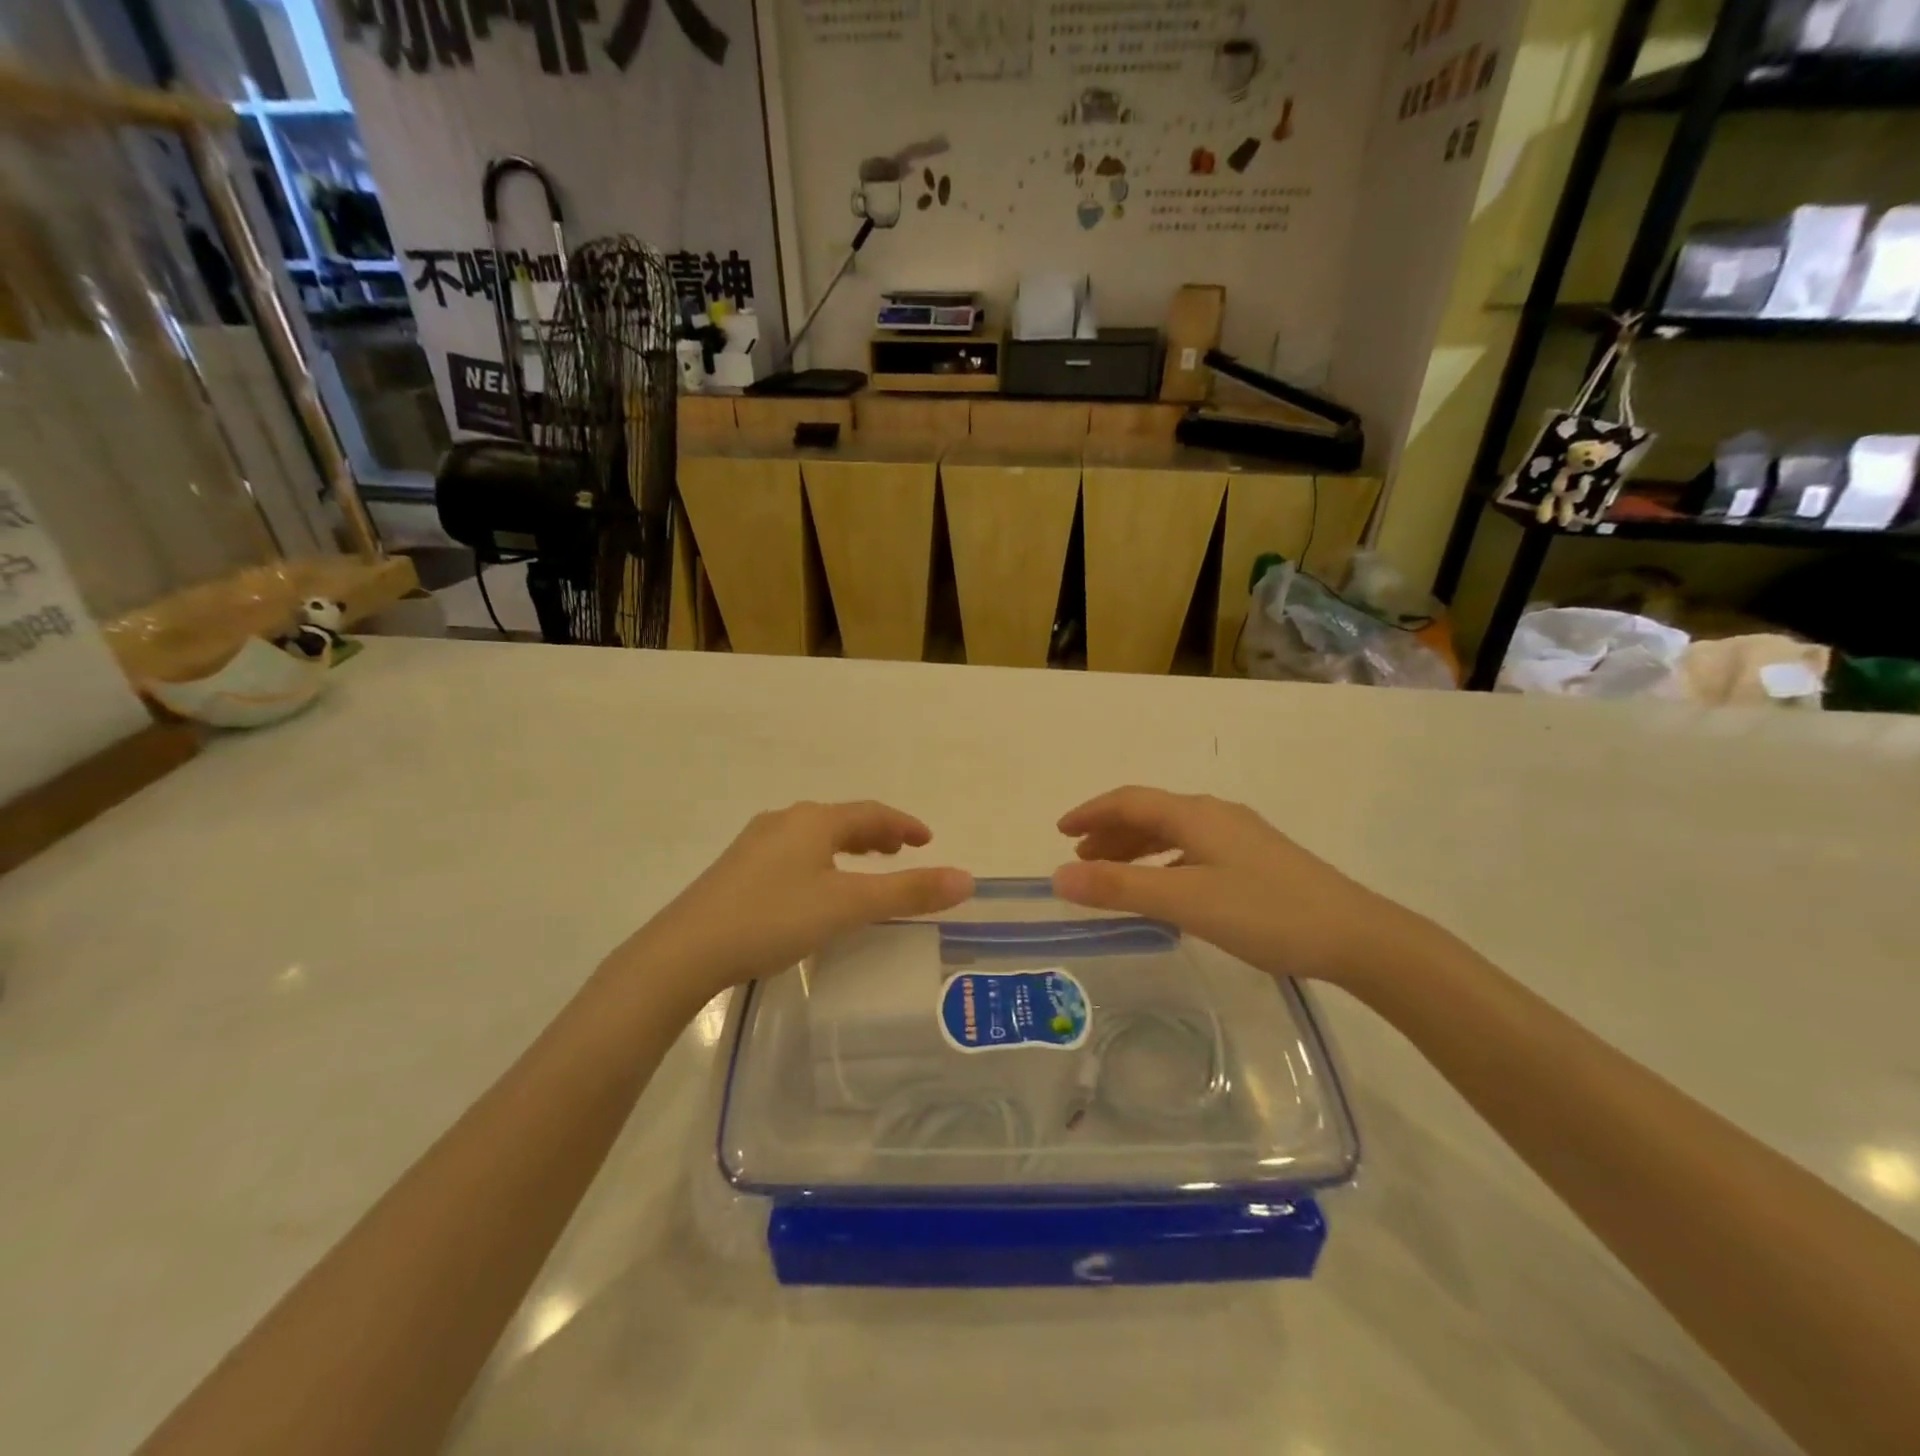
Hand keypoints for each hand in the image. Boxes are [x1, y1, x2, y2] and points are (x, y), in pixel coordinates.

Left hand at [633, 801, 972, 1008]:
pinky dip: (820, 861)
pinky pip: (793, 854)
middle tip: (900, 852)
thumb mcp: (848, 906)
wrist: (684, 951)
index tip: (927, 840)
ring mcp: (755, 844)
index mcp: (813, 821)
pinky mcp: (736, 870)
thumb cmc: (773, 919)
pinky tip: (814, 890)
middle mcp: (784, 821)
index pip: (871, 813)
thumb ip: (908, 892)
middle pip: (841, 820)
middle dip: (875, 834)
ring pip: (815, 837)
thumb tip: (967, 879)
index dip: (903, 825)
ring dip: (847, 847)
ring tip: (865, 867)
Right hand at [1051, 786, 1431, 988]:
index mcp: (1195, 815)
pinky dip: (1164, 862)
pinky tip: (1166, 889)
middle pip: (1150, 813)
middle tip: (1080, 858)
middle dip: (1110, 832)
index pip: (1129, 801)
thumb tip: (1058, 876)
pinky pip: (1193, 850)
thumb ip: (1120, 888)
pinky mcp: (1257, 860)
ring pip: (1173, 833)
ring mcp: (1240, 837)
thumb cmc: (1265, 912)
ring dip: (1136, 848)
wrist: (1356, 936)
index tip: (1060, 832)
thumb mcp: (1184, 901)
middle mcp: (1215, 815)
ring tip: (1112, 873)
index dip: (1090, 812)